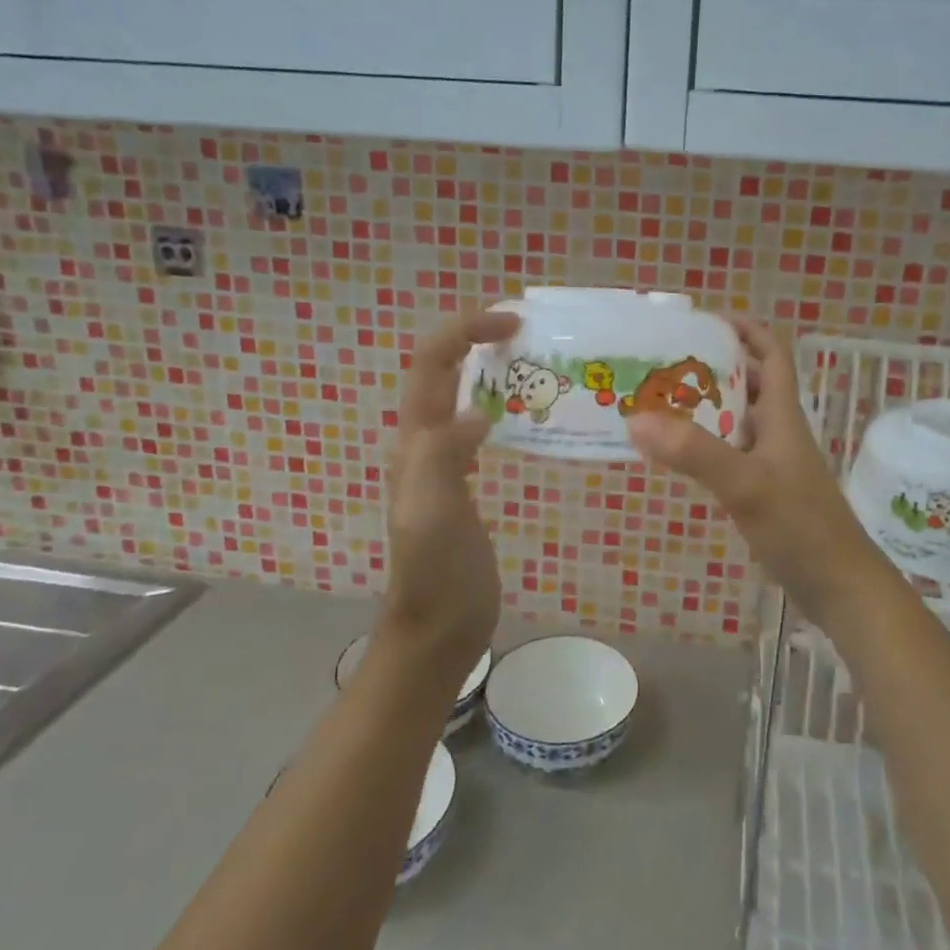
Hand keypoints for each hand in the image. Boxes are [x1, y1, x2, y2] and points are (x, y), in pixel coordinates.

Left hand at [377, 310, 519, 685]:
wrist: (439, 627)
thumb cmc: (437, 573)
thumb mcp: (433, 513)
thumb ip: (443, 457)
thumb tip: (475, 412)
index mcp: (415, 441)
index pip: (430, 364)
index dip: (464, 331)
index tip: (511, 321)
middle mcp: (423, 442)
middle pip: (441, 372)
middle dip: (475, 339)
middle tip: (527, 332)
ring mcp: (442, 463)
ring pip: (459, 396)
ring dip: (487, 368)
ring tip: (533, 362)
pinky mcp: (462, 482)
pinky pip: (476, 427)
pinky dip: (498, 405)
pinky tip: (526, 416)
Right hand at [627, 320, 892, 628]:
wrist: (838, 585)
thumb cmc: (800, 525)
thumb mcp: (746, 484)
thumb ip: (694, 452)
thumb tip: (636, 417)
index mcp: (782, 414)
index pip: (771, 353)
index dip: (745, 329)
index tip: (705, 319)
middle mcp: (778, 430)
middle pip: (748, 382)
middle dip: (711, 366)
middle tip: (663, 362)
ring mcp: (772, 461)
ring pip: (736, 419)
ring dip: (704, 406)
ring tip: (657, 401)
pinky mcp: (764, 489)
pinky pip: (729, 452)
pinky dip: (703, 444)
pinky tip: (675, 453)